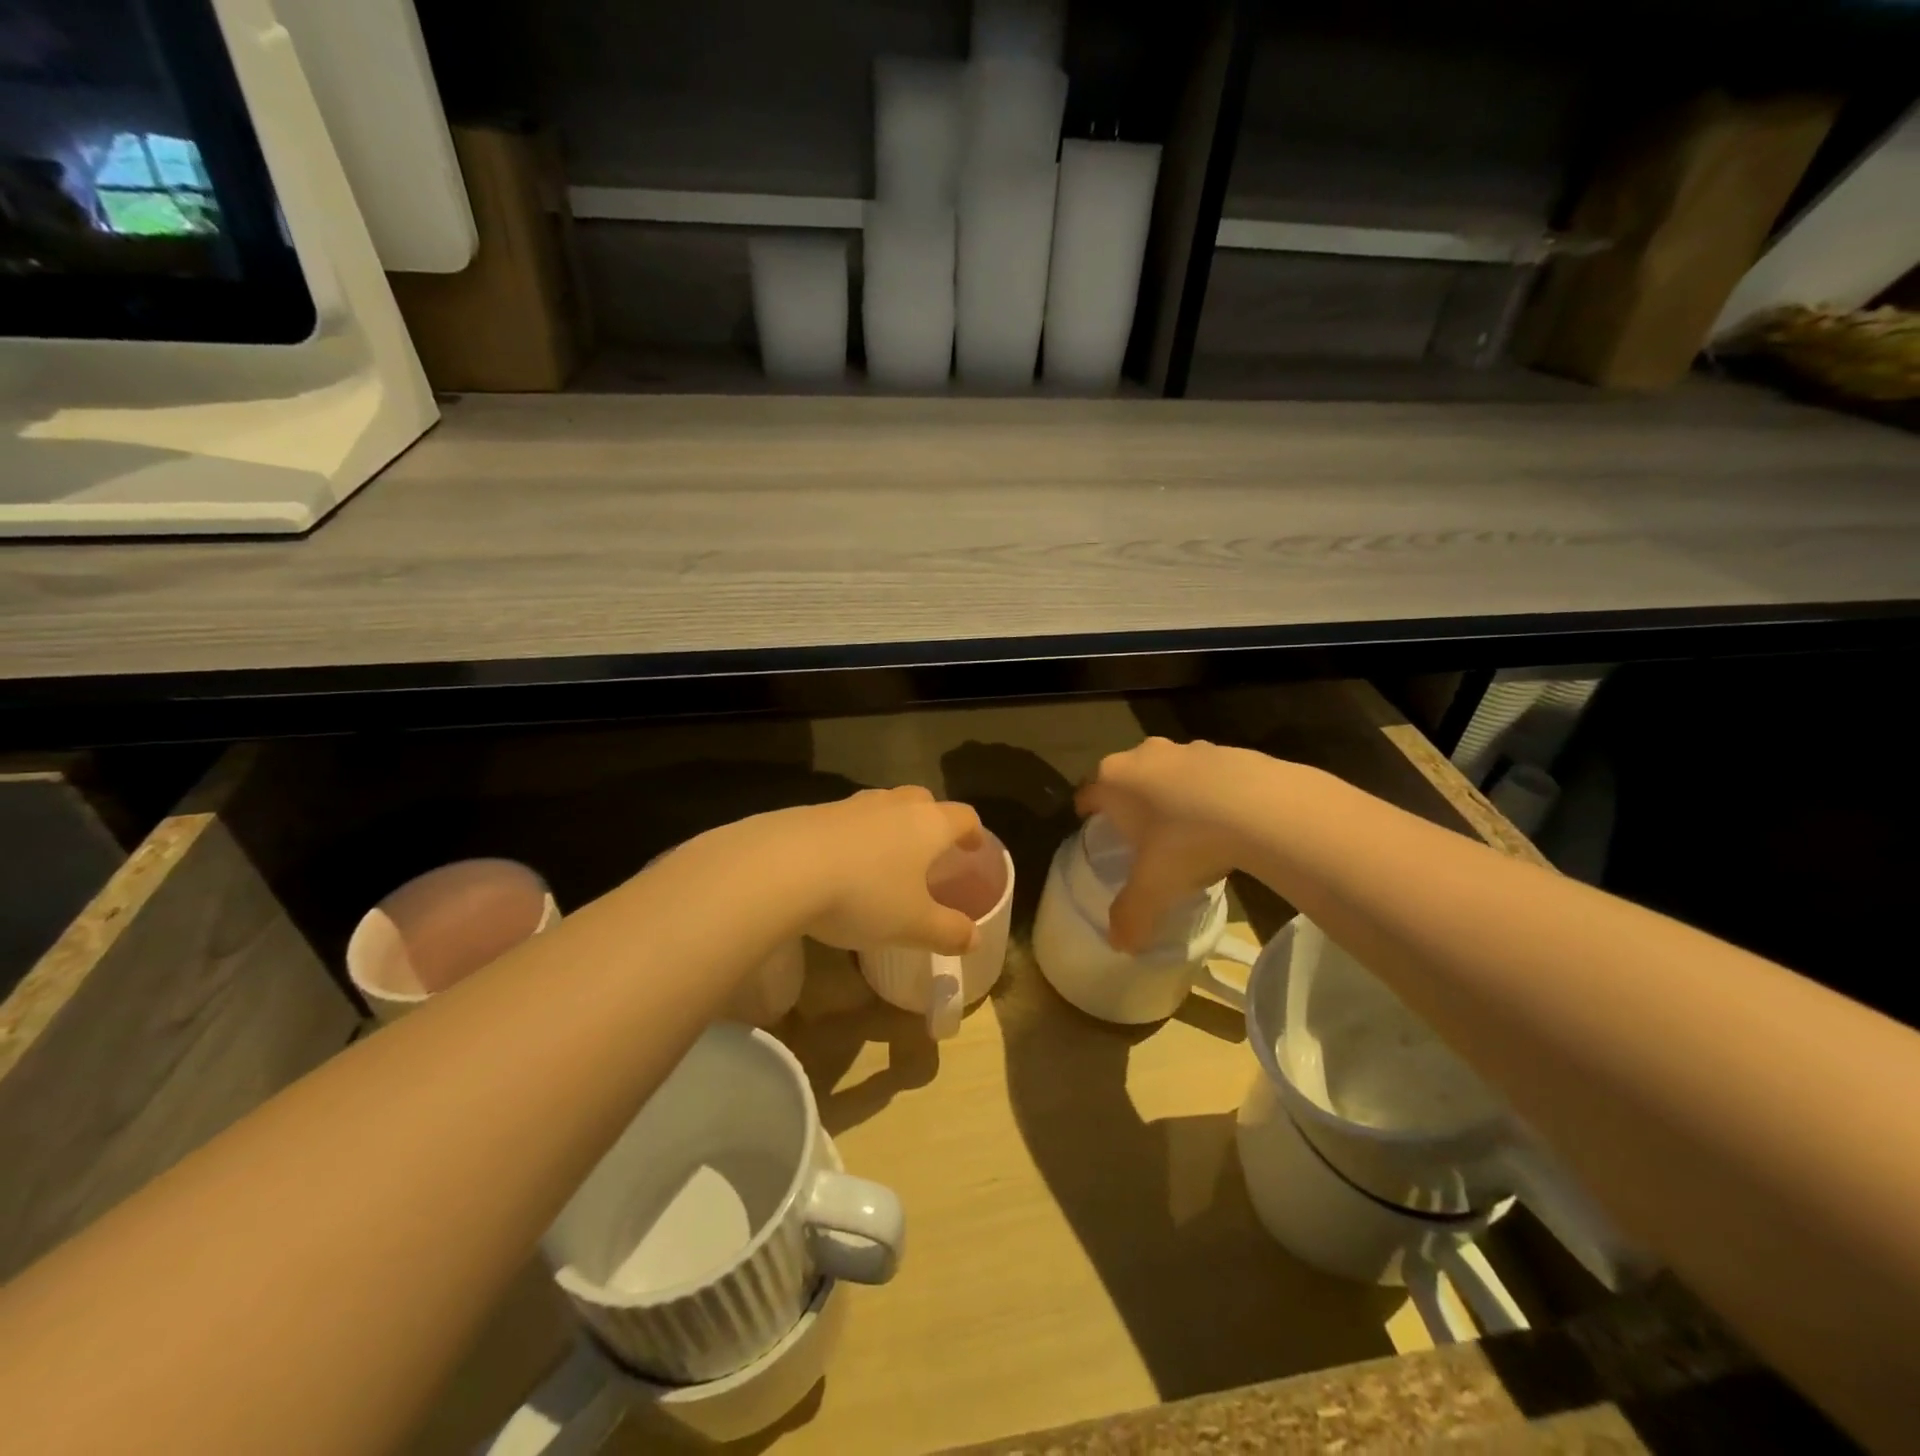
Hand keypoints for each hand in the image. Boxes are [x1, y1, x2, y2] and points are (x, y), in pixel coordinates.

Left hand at [775, 787, 984, 953]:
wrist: (783, 868)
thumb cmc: (864, 895)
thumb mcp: (912, 925)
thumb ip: (948, 931)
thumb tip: (974, 938)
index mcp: (927, 825)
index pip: (963, 816)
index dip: (972, 833)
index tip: (972, 849)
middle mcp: (893, 805)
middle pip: (922, 800)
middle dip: (931, 821)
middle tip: (929, 851)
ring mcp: (851, 804)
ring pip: (882, 806)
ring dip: (889, 826)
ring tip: (884, 859)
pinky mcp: (814, 812)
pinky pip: (846, 820)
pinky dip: (853, 836)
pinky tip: (840, 865)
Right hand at [1074, 737, 1263, 952]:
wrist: (1260, 806)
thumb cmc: (1186, 841)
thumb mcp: (1153, 887)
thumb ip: (1130, 915)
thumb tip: (1120, 945)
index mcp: (1114, 781)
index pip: (1087, 793)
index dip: (1087, 812)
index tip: (1093, 828)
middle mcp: (1143, 756)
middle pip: (1125, 777)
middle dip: (1128, 800)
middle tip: (1139, 833)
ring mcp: (1186, 748)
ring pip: (1166, 770)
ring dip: (1169, 792)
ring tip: (1185, 827)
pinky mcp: (1225, 749)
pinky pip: (1206, 772)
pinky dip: (1208, 790)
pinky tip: (1225, 818)